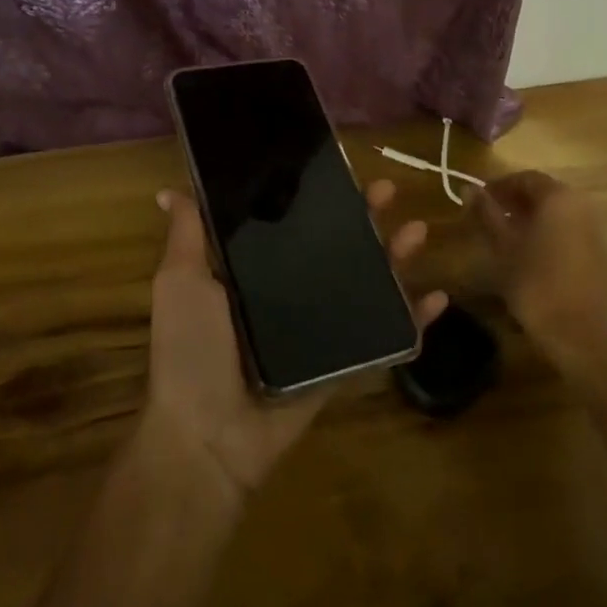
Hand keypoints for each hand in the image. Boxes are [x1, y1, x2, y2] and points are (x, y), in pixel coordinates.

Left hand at [144, 179, 444, 504]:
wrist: (207, 437)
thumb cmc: (191, 350)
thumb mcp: (181, 282)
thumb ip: (188, 236)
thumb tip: (168, 189)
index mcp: (255, 271)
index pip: (295, 223)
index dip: (320, 197)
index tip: (340, 169)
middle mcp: (291, 292)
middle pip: (338, 247)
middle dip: (365, 217)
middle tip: (387, 191)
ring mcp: (320, 328)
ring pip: (368, 283)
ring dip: (396, 257)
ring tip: (416, 232)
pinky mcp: (342, 362)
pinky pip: (385, 337)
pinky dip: (413, 319)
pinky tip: (437, 297)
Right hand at [471, 171, 606, 366]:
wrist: (579, 334)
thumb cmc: (535, 283)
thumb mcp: (503, 246)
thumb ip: (486, 213)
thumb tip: (469, 188)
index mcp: (558, 197)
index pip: (525, 178)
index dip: (499, 186)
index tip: (478, 199)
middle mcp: (581, 205)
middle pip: (543, 192)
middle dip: (515, 201)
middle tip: (489, 216)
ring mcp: (595, 229)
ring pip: (557, 212)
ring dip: (531, 217)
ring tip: (505, 236)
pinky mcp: (600, 252)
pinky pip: (569, 230)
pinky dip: (548, 232)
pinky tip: (530, 253)